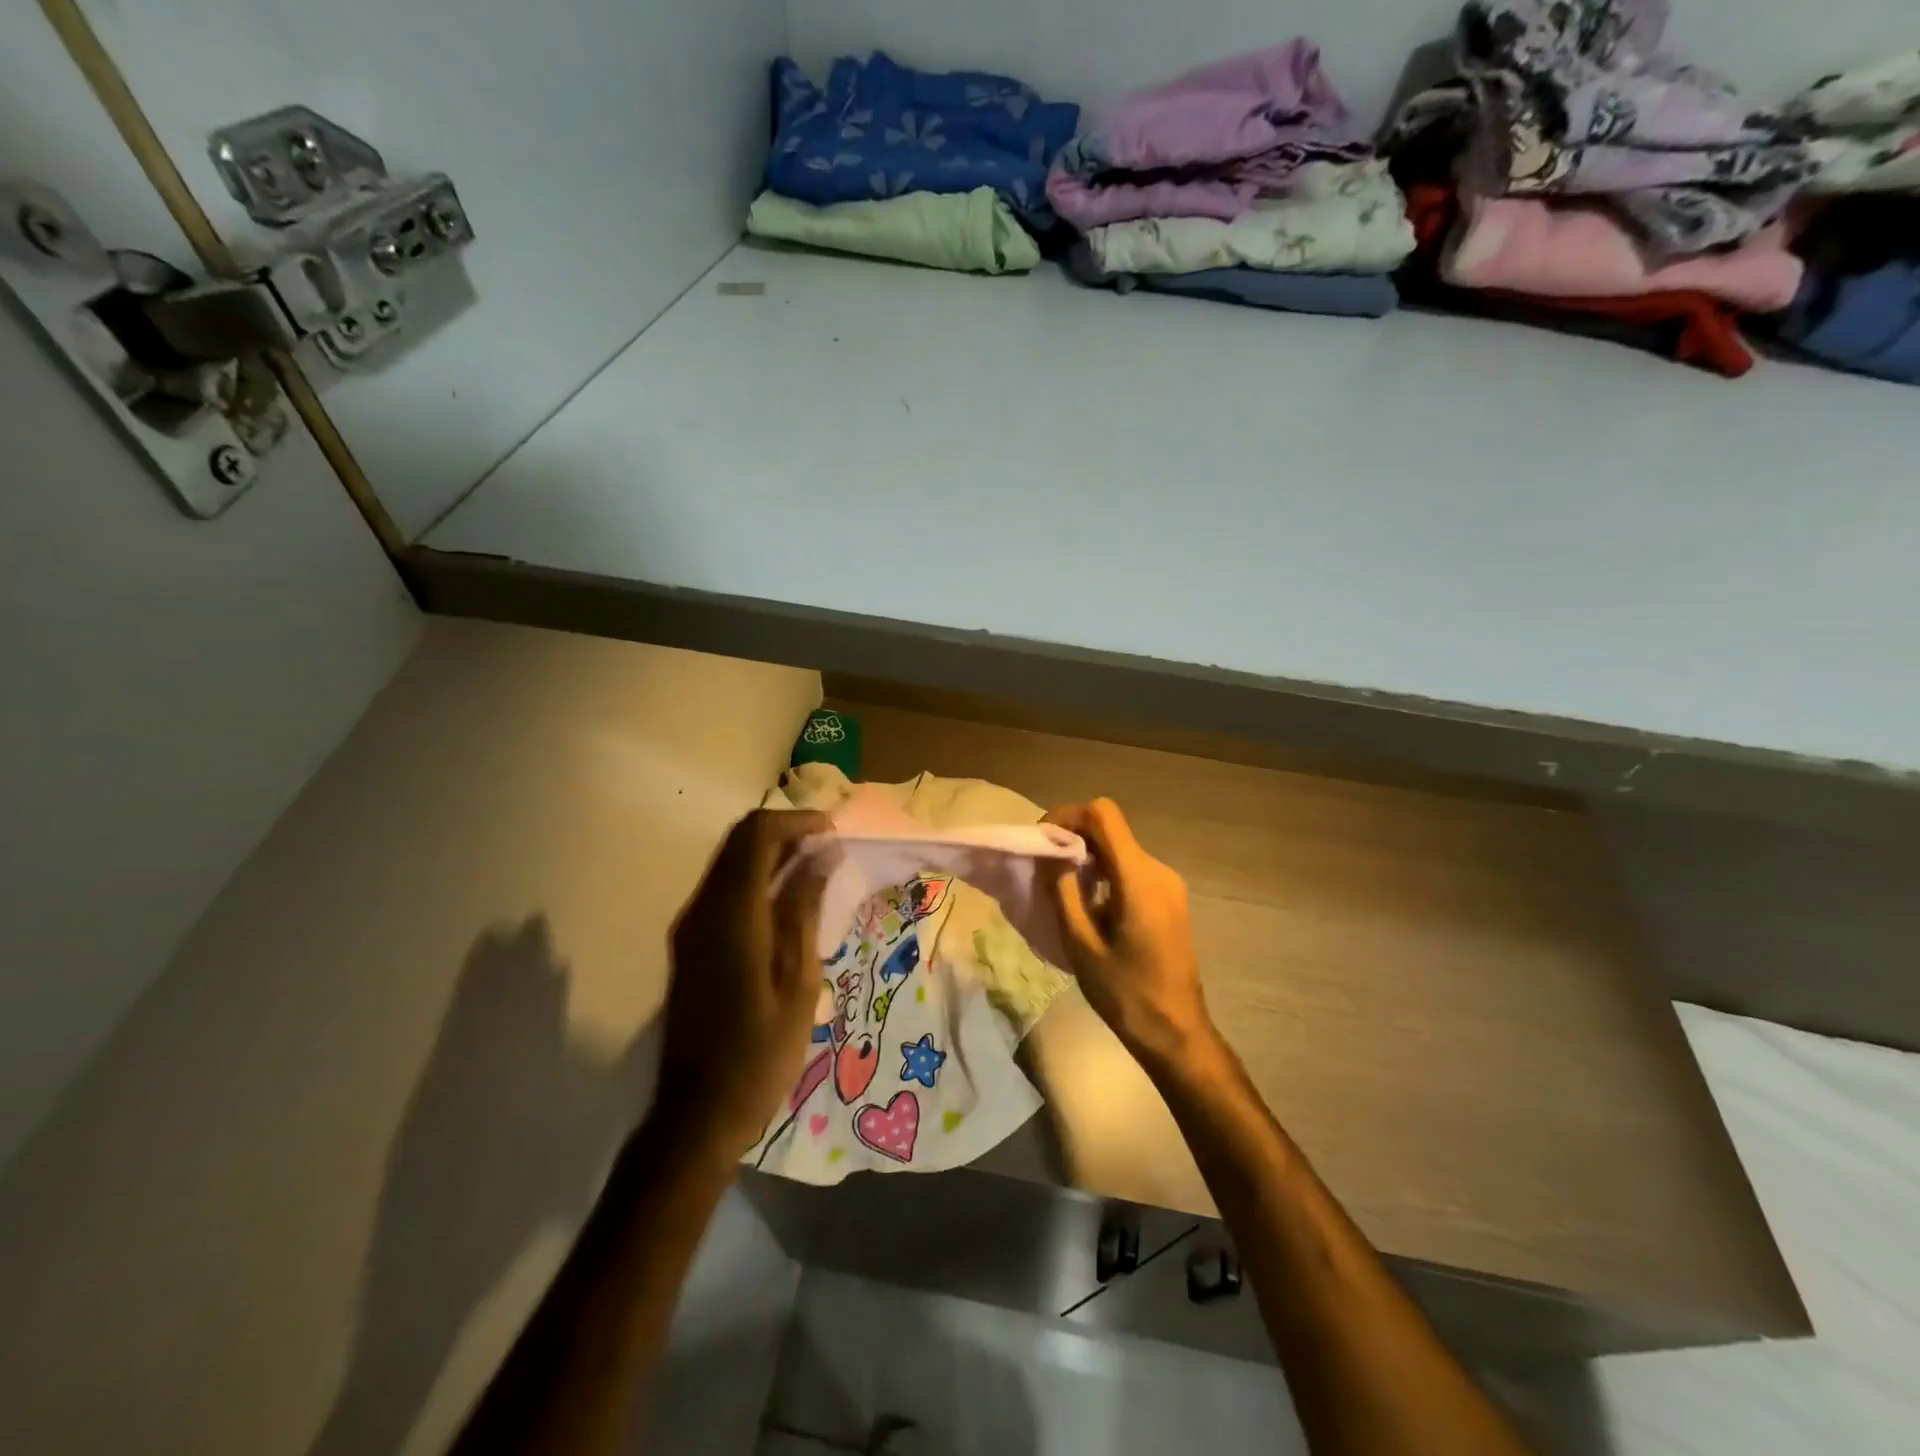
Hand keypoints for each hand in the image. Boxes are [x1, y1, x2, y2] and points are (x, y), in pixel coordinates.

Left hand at [659, 809, 831, 1160]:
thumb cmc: (760, 1051)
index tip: (833, 831)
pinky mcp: (690, 945)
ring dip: (770, 853)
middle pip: (738, 842)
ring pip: (729, 863)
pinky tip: (788, 899)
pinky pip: (724, 889)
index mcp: (730, 914)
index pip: (756, 836)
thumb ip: (804, 910)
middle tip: (829, 845)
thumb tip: (821, 856)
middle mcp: (702, 910)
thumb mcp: (798, 980)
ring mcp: (690, 928)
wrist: (698, 1112)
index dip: (796, 821)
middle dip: (784, 831)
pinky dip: (756, 878)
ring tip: (816, 867)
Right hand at [1043, 799, 1211, 1065]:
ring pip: (1120, 848)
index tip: (1042, 839)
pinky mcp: (1170, 898)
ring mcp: (1168, 883)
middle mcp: (1158, 870)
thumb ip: (1063, 891)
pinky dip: (1105, 872)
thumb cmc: (1125, 993)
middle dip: (1073, 837)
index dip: (1068, 816)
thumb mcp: (1080, 944)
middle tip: (1043, 866)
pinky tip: (1088, 903)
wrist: (1176, 1032)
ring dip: (1088, 856)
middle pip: (1111, 829)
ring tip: (1060, 886)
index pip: (1103, 815)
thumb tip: (1050, 854)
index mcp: (1138, 878)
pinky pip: (1131, 868)